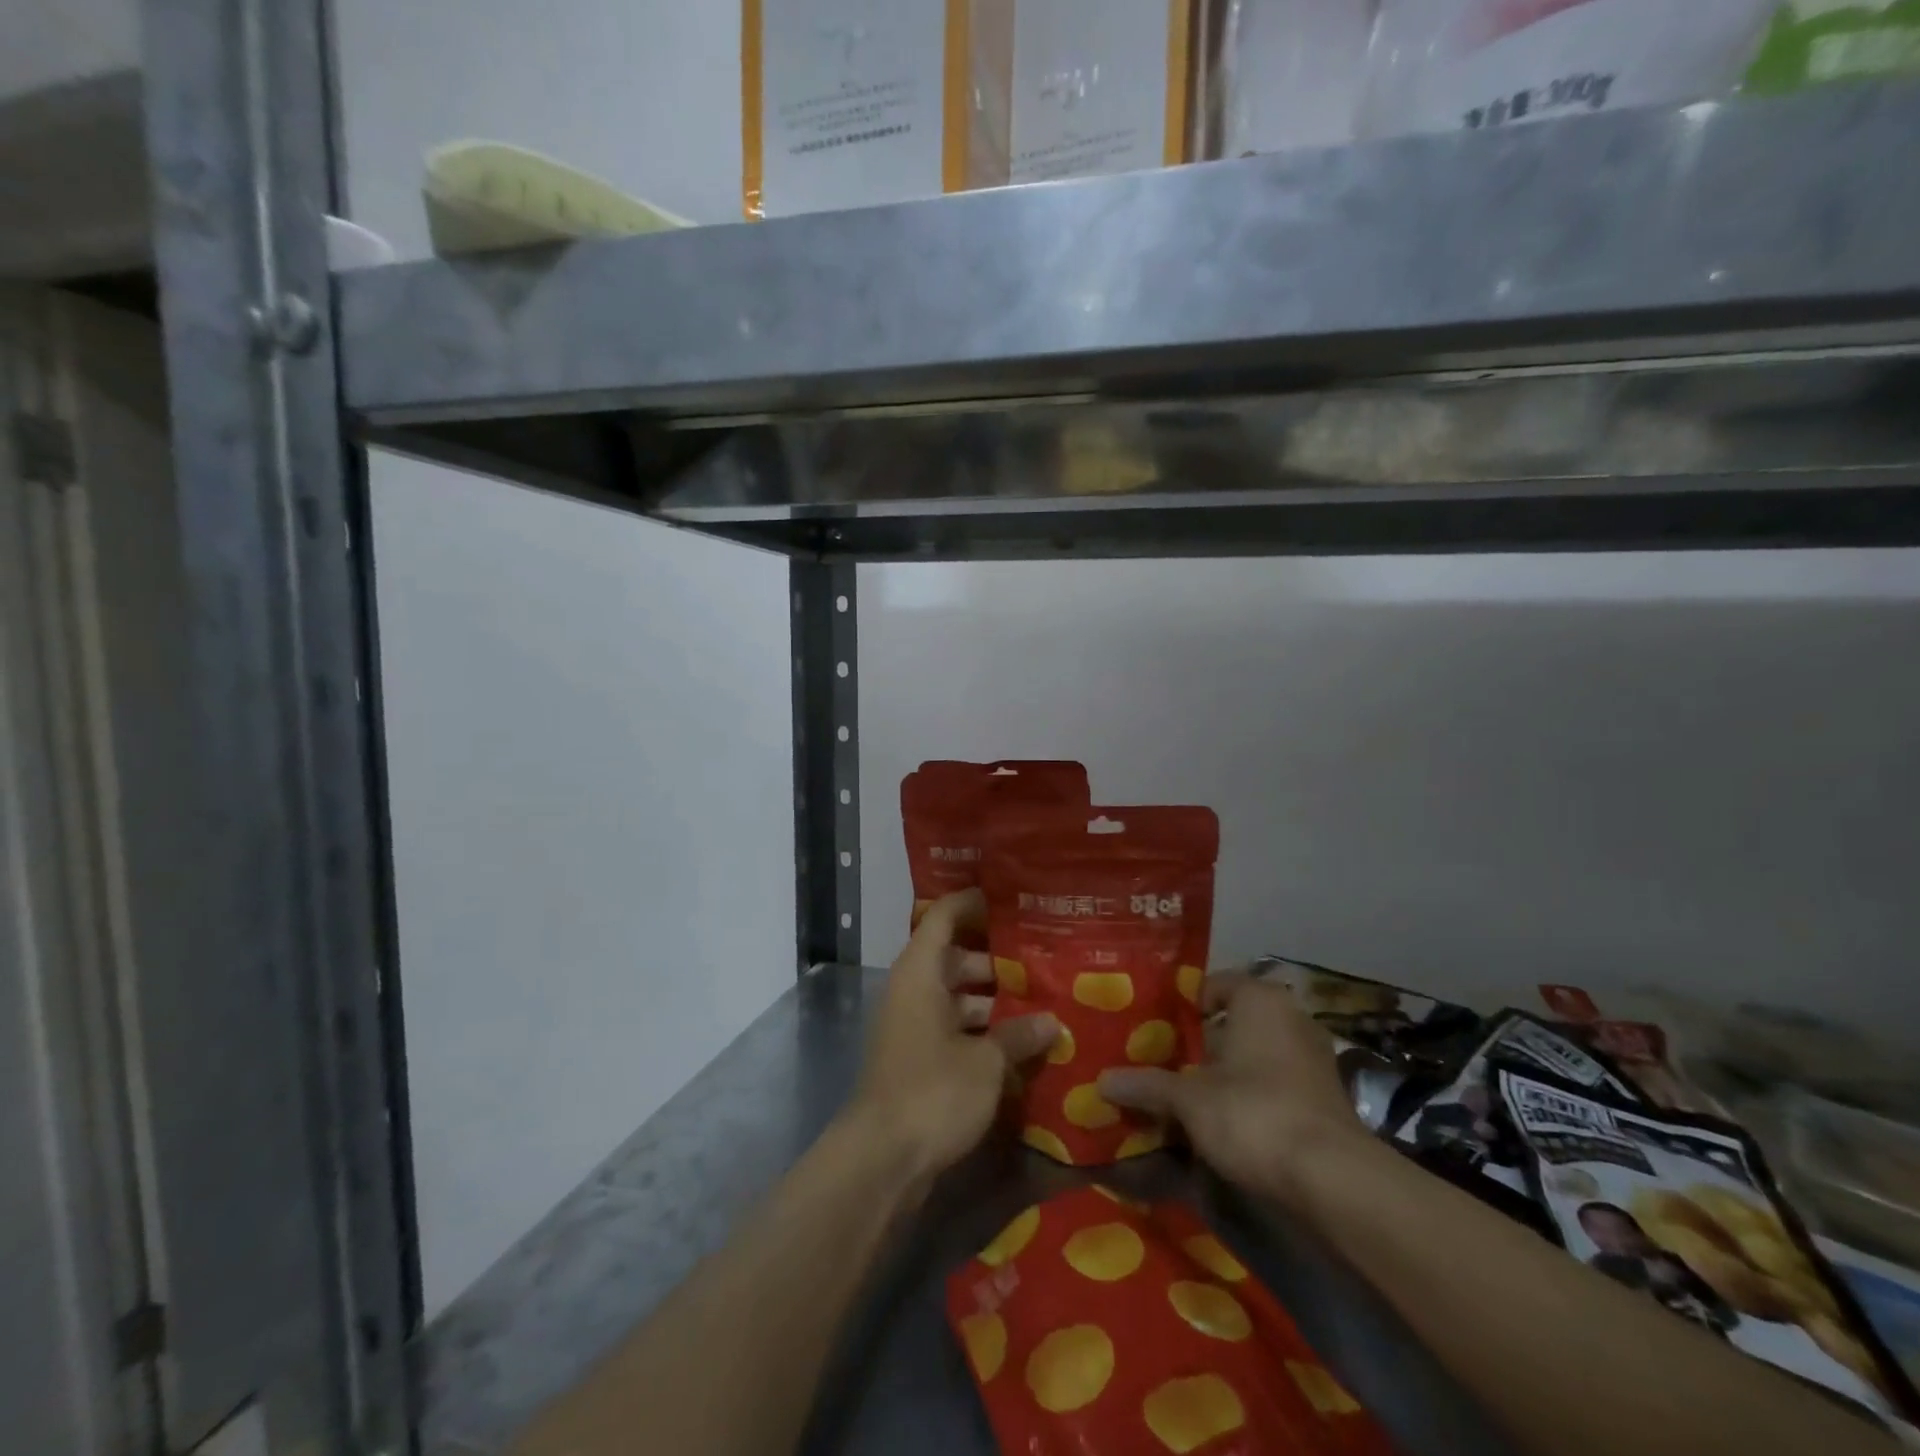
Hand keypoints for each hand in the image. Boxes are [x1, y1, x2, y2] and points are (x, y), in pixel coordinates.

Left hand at [844, 890, 1058, 1181]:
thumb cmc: (933, 1091)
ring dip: (992, 1000)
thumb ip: (1019, 1036)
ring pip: (956, 997)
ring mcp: (912, 1026)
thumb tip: (1052, 1023)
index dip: (972, 902)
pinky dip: (981, 1031)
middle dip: (996, 959)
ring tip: (1041, 1001)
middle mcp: (912, 991)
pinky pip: (953, 1029)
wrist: (882, 1160)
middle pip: (954, 958)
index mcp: (920, 973)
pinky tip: (1020, 1044)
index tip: (1009, 897)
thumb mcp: (985, 1062)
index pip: (944, 917)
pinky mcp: (917, 1060)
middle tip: (1041, 957)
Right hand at [1098, 972, 1367, 1206]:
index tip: (1153, 1028)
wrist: (1333, 1180)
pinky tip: (1223, 1121)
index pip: (1212, 985)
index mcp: (1259, 999)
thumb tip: (1101, 1082)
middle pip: (1232, 1021)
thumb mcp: (1189, 1099)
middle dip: (1199, 1043)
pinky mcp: (1325, 1096)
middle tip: (1161, 1062)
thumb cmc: (1253, 1113)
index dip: (1181, 1006)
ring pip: (1254, 1054)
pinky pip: (1275, 1082)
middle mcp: (1290, 1017)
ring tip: (1185, 1095)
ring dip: (1225, 1072)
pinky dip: (1250, 1095)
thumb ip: (1147, 1086)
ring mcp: (1313, 1057)